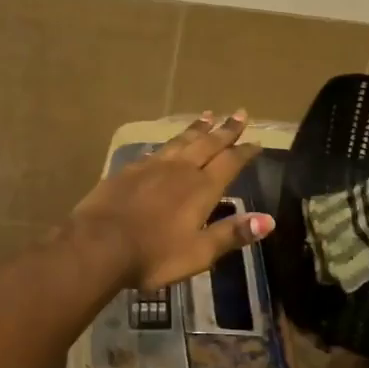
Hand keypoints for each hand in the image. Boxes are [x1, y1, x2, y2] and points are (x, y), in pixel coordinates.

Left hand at [67, 111, 272, 290]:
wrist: (99, 244)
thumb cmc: (154, 255)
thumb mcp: (199, 252)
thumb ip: (232, 234)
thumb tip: (269, 219)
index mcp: (202, 189)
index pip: (230, 163)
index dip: (245, 151)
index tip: (256, 140)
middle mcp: (180, 170)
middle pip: (207, 144)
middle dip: (225, 129)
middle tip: (239, 113)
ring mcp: (152, 166)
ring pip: (181, 141)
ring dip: (197, 128)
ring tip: (208, 115)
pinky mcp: (130, 170)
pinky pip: (157, 150)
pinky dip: (169, 143)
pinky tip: (168, 143)